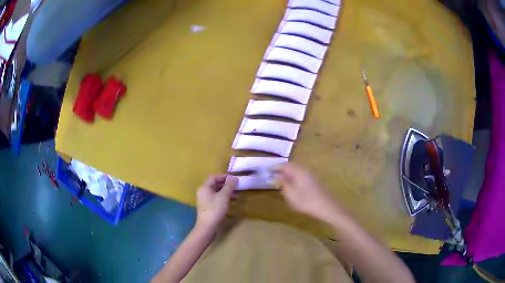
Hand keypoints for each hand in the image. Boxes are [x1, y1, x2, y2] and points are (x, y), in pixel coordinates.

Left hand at [196, 174, 237, 230]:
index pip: (214, 177)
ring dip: (226, 192)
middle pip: (215, 184)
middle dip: (226, 185)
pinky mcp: (207, 207)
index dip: (224, 176)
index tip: (234, 178)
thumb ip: (229, 186)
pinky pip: (216, 199)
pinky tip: (231, 202)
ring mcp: (204, 200)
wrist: (207, 226)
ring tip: (237, 194)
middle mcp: (203, 192)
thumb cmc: (215, 209)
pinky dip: (223, 198)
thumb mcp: (224, 196)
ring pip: (216, 192)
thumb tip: (234, 177)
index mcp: (204, 187)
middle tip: (237, 186)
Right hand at [272, 163, 342, 222]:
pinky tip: (292, 184)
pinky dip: (294, 176)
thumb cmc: (306, 201)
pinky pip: (301, 174)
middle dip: (281, 169)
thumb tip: (277, 175)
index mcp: (298, 171)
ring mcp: (311, 175)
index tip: (267, 170)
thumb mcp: (290, 194)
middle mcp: (305, 170)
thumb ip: (283, 183)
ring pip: (297, 170)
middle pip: (291, 165)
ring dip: (288, 173)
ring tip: (280, 179)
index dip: (275, 167)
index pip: (284, 165)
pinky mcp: (314, 180)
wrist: (326, 207)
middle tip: (272, 174)